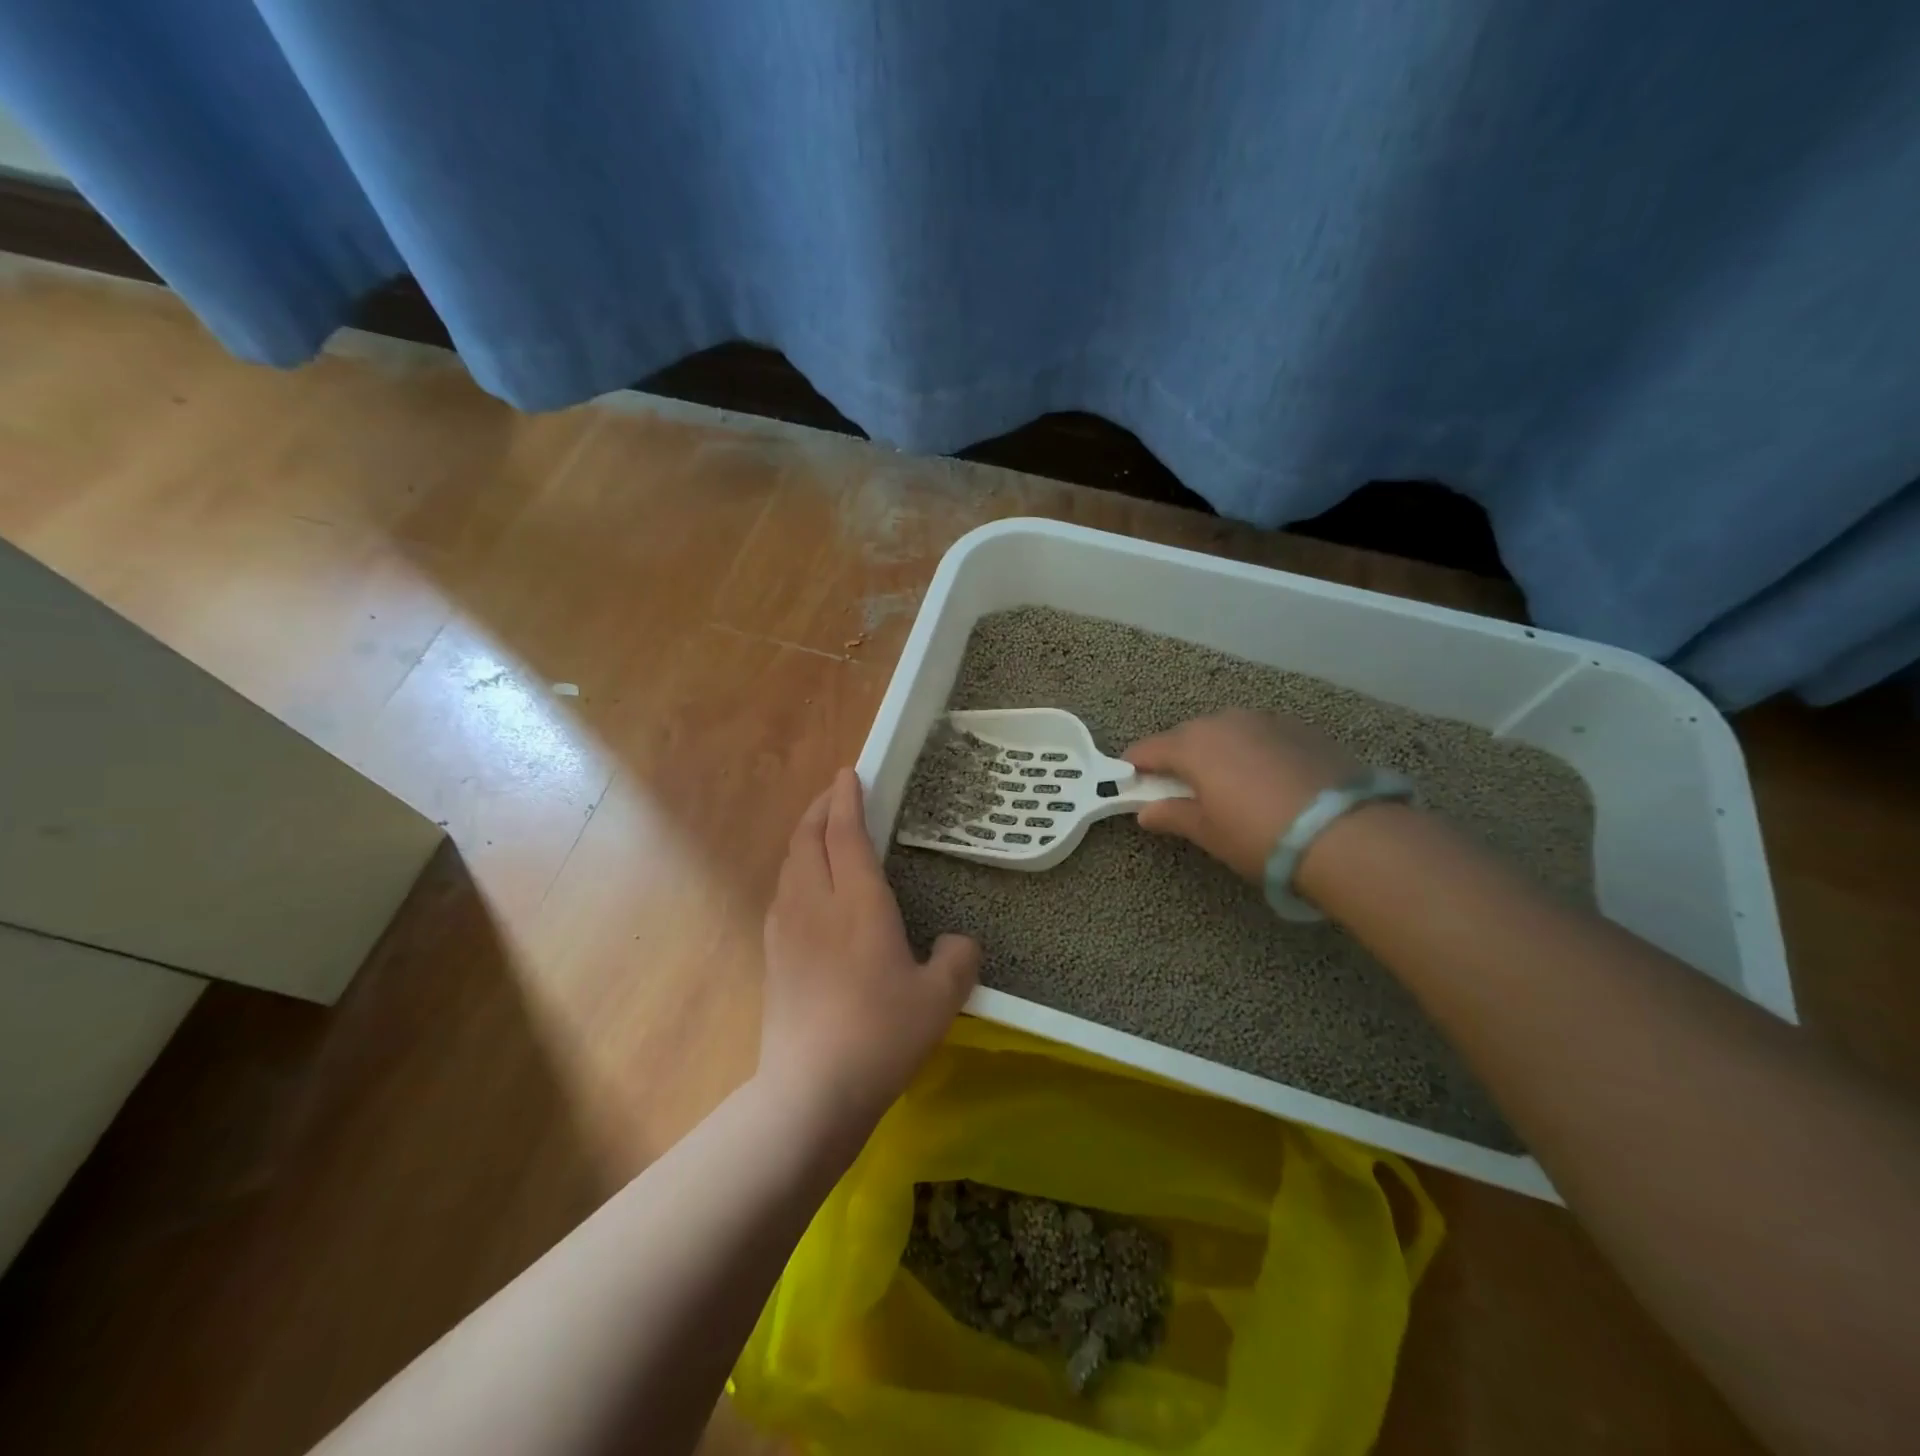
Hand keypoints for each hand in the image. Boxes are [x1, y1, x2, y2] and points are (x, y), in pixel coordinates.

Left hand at [759, 768, 979, 1133]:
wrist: (810, 1092)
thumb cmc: (880, 1036)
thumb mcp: (940, 999)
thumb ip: (958, 959)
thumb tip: (958, 942)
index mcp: (856, 903)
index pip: (846, 833)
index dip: (847, 798)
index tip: (849, 773)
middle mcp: (814, 904)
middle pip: (807, 838)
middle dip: (819, 808)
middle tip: (836, 794)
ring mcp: (786, 929)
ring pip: (790, 864)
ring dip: (804, 837)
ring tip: (821, 833)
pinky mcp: (772, 956)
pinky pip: (783, 892)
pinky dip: (796, 870)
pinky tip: (808, 889)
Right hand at [1124, 710, 1358, 880]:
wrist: (1345, 833)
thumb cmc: (1260, 835)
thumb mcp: (1210, 832)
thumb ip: (1173, 815)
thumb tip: (1147, 812)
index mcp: (1194, 745)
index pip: (1149, 749)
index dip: (1134, 765)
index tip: (1128, 781)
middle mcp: (1226, 721)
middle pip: (1188, 736)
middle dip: (1177, 757)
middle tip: (1177, 787)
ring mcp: (1267, 720)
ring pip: (1227, 731)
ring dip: (1217, 751)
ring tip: (1225, 782)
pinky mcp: (1302, 728)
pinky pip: (1261, 735)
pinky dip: (1252, 751)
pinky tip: (1265, 778)